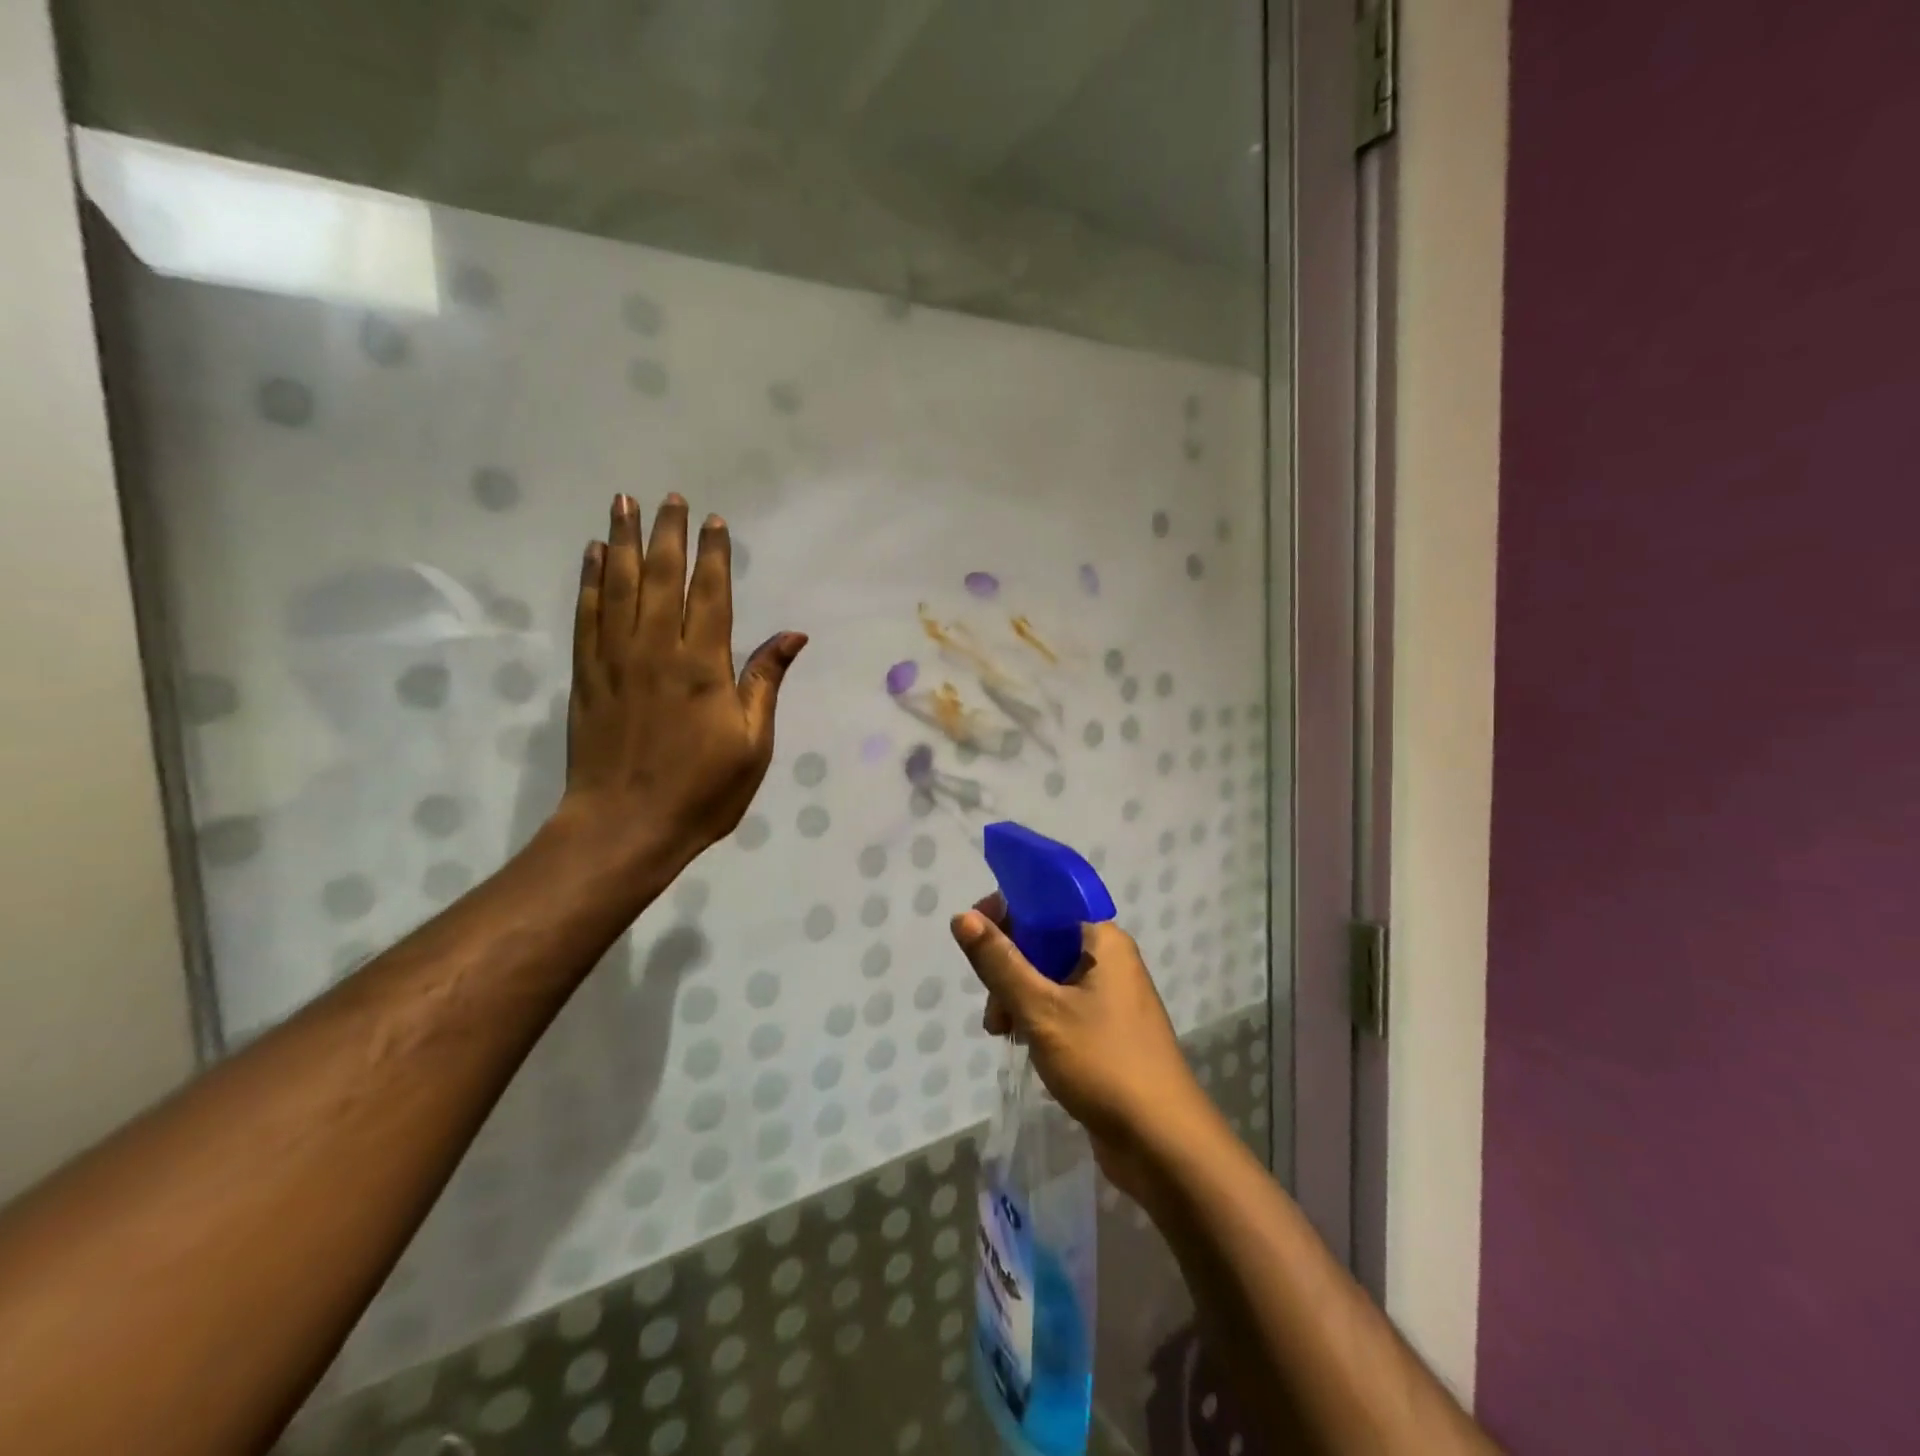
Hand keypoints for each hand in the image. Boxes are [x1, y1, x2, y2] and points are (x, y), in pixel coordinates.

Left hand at [558, 493, 805, 876]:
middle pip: (661, 578)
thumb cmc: (702, 791)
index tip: (715, 521)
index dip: (714, 555)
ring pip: (618, 586)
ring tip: (623, 503)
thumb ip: (766, 682)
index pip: (710, 594)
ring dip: (623, 541)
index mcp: (703, 666)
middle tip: (669, 497)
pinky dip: (589, 582)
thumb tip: (793, 634)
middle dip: (668, 534)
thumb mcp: (753, 744)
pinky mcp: (586, 676)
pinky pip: (587, 616)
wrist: (625, 827)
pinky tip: (592, 556)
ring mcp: (615, 660)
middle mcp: (657, 650)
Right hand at [950, 899, 1218, 1203]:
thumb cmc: (1103, 1063)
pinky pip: (1062, 1005)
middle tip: (993, 1008)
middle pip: (1044, 940)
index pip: (1046, 903)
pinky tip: (1021, 1043)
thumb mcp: (1040, 1009)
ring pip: (1049, 976)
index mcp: (1102, 940)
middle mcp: (1110, 959)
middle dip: (1009, 966)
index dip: (1006, 912)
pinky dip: (1037, 1016)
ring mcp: (1112, 997)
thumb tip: (962, 916)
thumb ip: (999, 962)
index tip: (974, 938)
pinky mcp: (1107, 1031)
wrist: (1163, 1144)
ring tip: (1001, 1033)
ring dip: (1018, 996)